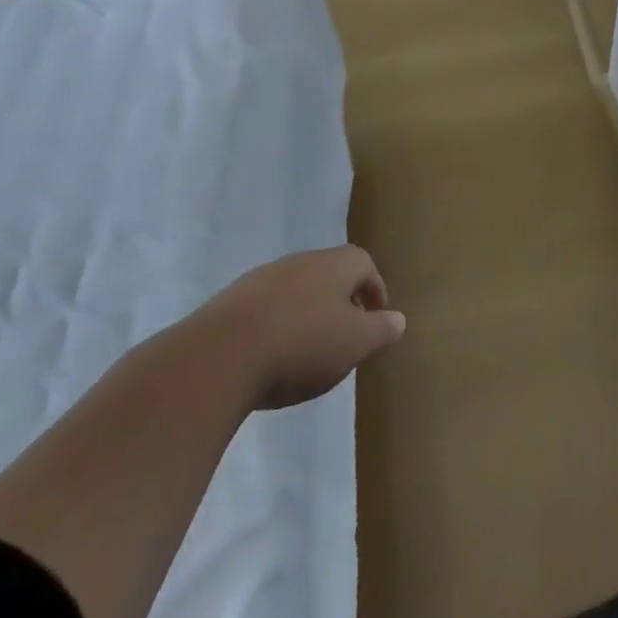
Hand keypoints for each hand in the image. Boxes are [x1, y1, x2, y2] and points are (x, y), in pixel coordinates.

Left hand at [191, 245, 406, 410]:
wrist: (219, 356)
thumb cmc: (302, 345)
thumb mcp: (354, 344)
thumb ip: (380, 330)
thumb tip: (398, 319)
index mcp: (337, 263)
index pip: (365, 265)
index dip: (374, 291)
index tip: (375, 320)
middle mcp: (303, 260)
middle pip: (330, 274)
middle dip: (340, 302)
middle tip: (344, 338)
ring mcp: (263, 277)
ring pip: (297, 290)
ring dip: (306, 314)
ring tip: (306, 352)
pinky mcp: (231, 301)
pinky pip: (266, 309)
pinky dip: (275, 326)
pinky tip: (270, 357)